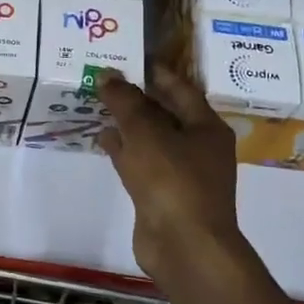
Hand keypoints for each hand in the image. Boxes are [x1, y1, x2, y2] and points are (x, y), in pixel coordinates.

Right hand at [98, 65, 294, 303]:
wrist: (184, 246)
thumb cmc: (173, 180)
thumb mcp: (146, 133)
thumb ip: (125, 101)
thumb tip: (107, 74)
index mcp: (206, 126)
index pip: (180, 88)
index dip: (154, 72)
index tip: (128, 57)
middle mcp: (198, 147)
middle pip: (164, 112)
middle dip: (136, 97)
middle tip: (105, 77)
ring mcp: (180, 173)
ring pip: (150, 138)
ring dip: (127, 123)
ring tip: (97, 103)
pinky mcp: (162, 194)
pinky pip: (141, 162)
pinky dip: (123, 149)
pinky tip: (102, 138)